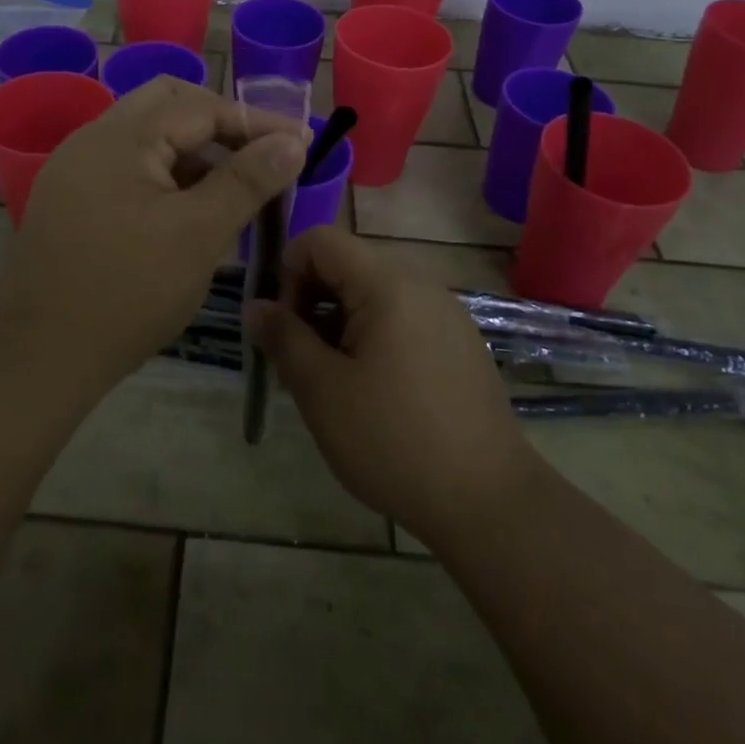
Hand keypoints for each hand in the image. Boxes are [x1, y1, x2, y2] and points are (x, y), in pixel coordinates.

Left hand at [0, 76, 308, 394]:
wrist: (39, 355)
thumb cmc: (127, 292)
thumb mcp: (199, 234)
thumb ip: (247, 181)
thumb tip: (291, 142)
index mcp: (121, 136)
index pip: (201, 107)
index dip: (256, 122)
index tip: (299, 143)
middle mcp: (93, 138)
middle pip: (168, 104)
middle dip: (220, 123)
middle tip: (260, 154)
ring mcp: (76, 168)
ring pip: (148, 136)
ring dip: (194, 150)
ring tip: (233, 187)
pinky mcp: (71, 199)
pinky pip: (128, 166)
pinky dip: (167, 174)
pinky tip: (190, 209)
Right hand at [255, 226, 537, 549]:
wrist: (489, 503)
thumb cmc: (393, 441)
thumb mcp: (321, 391)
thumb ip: (283, 337)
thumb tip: (255, 306)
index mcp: (388, 284)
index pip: (320, 240)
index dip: (289, 273)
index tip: (284, 328)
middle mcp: (421, 285)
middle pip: (347, 265)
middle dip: (312, 302)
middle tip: (302, 361)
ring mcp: (446, 314)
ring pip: (373, 295)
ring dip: (340, 324)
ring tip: (335, 383)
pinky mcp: (460, 344)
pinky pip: (402, 319)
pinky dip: (373, 338)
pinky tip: (375, 394)